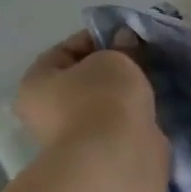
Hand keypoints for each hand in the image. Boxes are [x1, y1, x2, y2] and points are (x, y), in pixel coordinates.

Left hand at [15, 30, 161, 152]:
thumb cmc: (104, 98)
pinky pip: (118, 121)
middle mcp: (46, 109)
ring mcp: (73, 134)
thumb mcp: (114, 60)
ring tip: (154, 81)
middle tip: (144, 59)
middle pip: (83, 78)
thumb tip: (125, 38)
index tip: (128, 36)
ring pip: (103, 101)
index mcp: (36, 83)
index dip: (96, 39)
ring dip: (125, 92)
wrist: (117, 154)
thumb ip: (120, 46)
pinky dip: (134, 113)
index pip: (64, 51)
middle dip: (113, 67)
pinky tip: (154, 105)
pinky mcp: (100, 150)